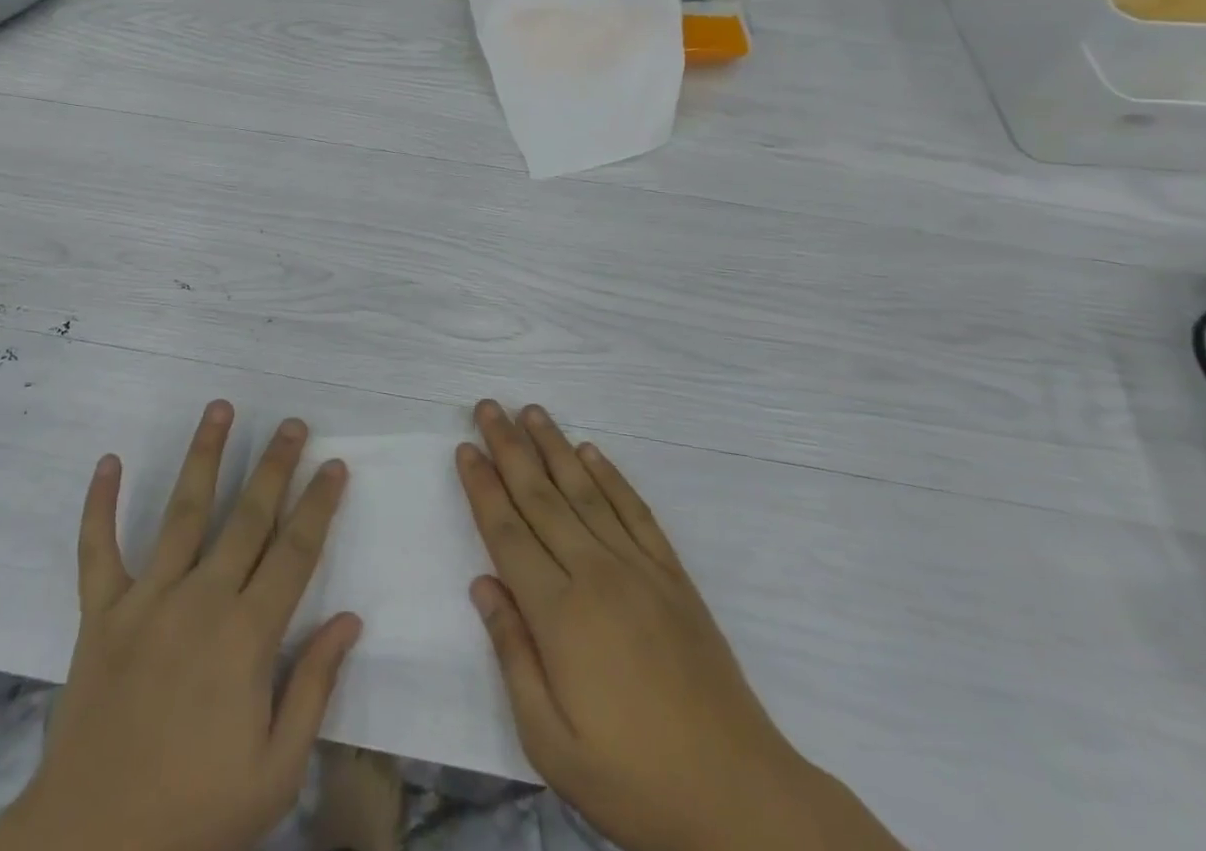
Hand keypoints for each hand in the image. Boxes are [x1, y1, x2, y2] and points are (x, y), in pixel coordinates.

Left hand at [0, 402, 361, 850]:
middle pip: (248, 517)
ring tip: (219, 408)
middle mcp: (201, 600)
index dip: (318, 504)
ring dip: (204, 455)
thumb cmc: (196, 813)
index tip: (335, 465)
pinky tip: (108, 460)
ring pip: (182, 511)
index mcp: (247, 636)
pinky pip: (97, 549)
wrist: (93, 848)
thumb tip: (349, 619)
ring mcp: (146, 600)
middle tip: (292, 423)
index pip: (295, 552)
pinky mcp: (100, 613)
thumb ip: (315, 688)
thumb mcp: (276, 771)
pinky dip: (99, 504)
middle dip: (275, 465)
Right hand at [458, 401, 904, 850]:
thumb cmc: (634, 780)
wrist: (740, 798)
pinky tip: (592, 452)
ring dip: (554, 446)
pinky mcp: (673, 576)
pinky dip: (611, 476)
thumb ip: (512, 655)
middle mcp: (595, 574)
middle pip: (541, 496)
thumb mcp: (551, 743)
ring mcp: (639, 569)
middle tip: (488, 407)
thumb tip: (482, 585)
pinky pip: (635, 511)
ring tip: (532, 411)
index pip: (507, 532)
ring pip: (585, 491)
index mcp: (559, 614)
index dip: (483, 486)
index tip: (465, 448)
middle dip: (509, 448)